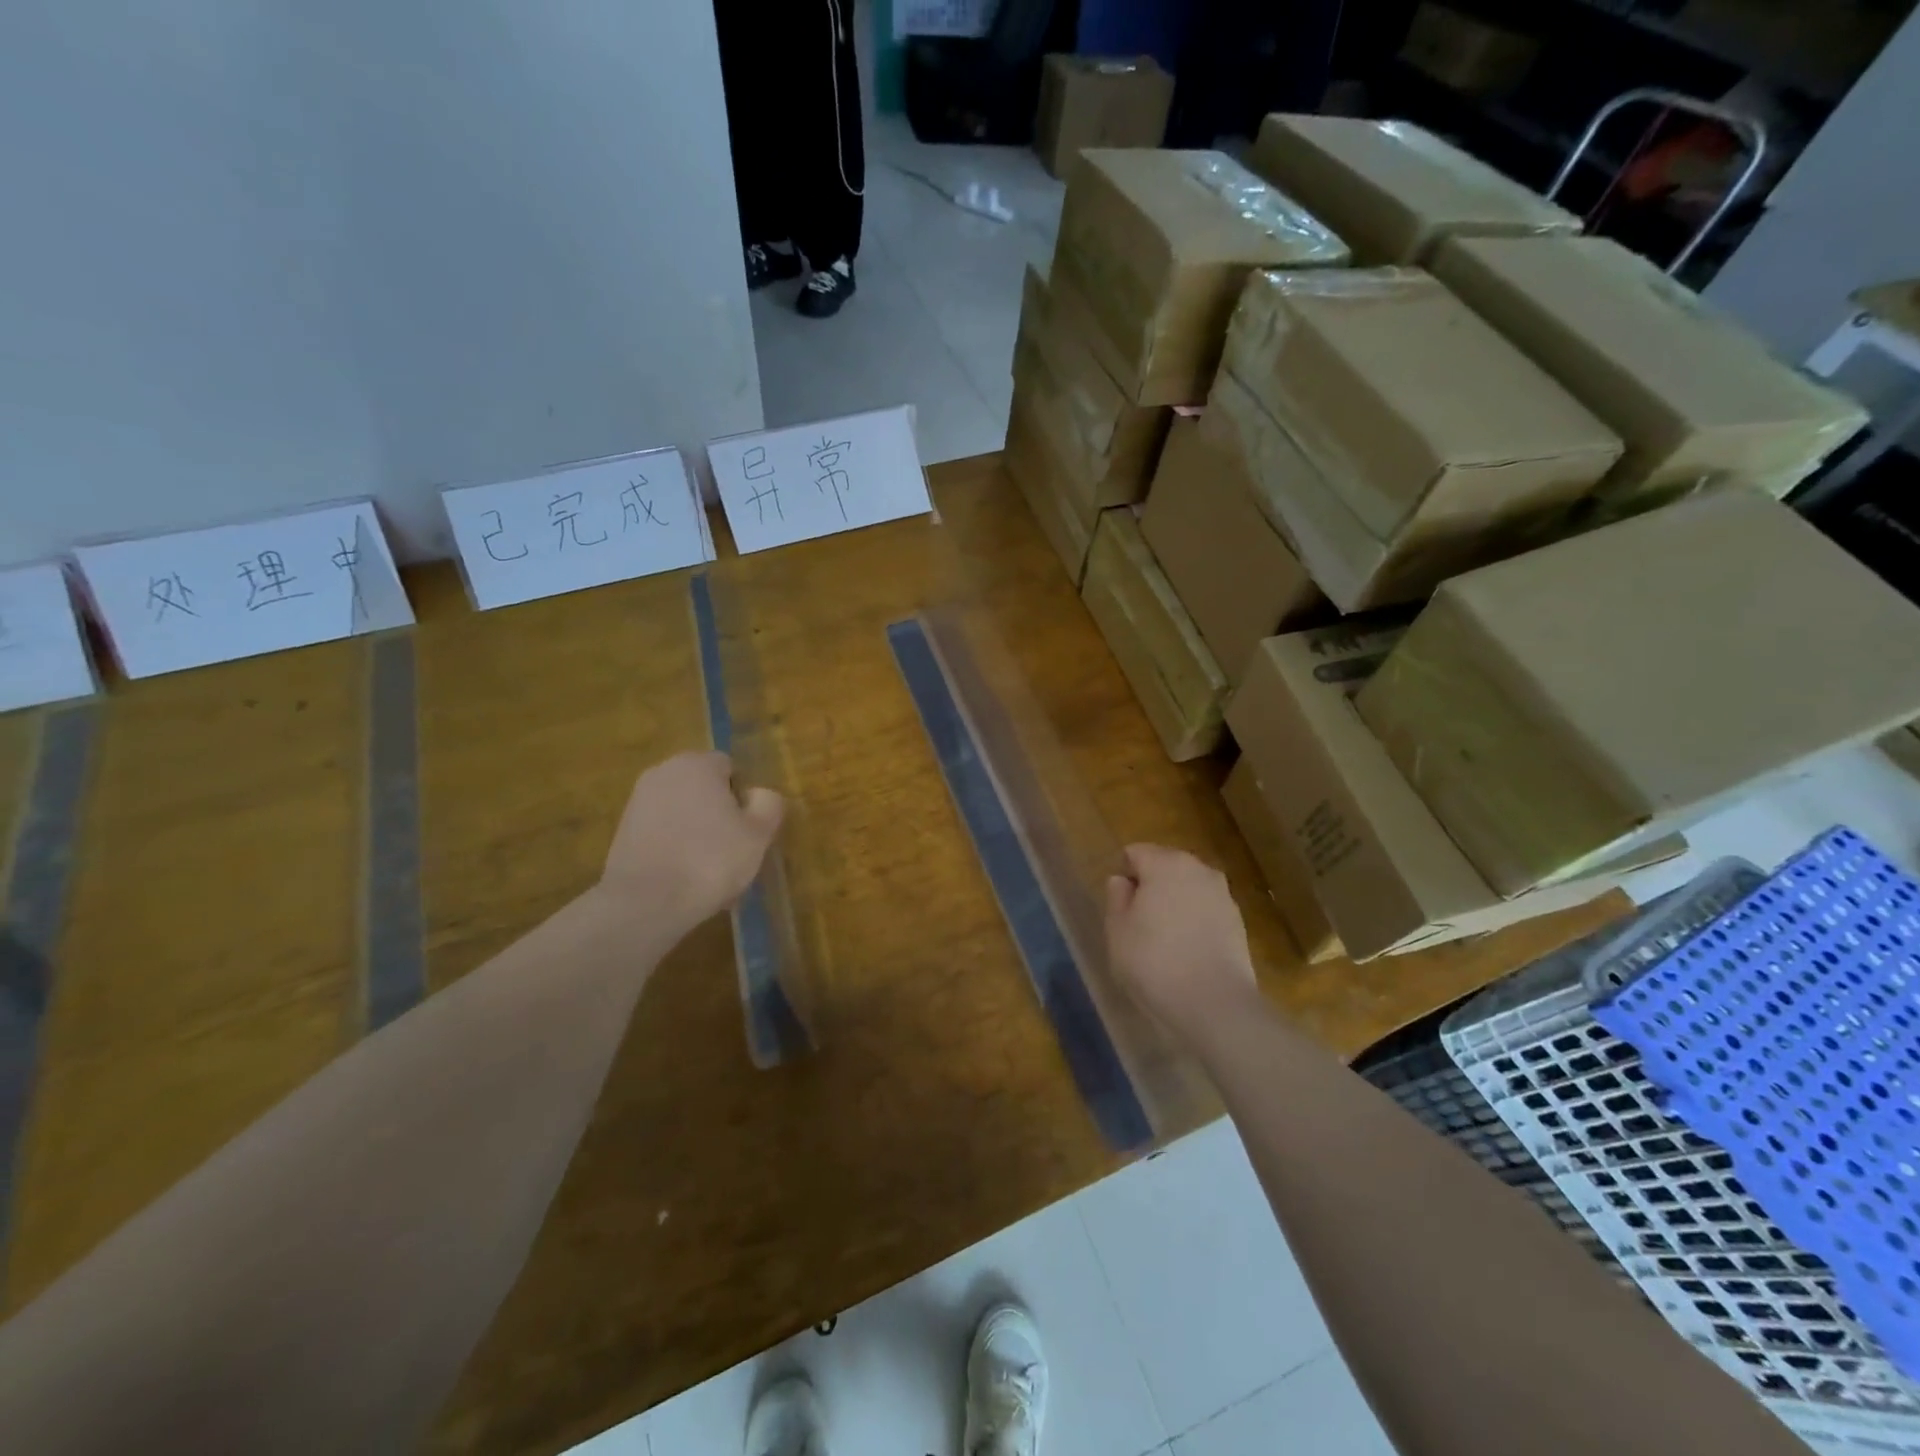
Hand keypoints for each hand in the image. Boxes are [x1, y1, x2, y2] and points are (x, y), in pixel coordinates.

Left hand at [598, 752, 784, 932]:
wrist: (645, 903)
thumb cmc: (710, 860)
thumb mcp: (759, 833)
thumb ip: (768, 803)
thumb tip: (758, 794)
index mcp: (697, 764)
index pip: (730, 769)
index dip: (743, 798)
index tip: (748, 829)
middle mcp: (663, 772)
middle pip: (704, 789)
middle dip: (719, 814)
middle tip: (733, 851)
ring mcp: (638, 802)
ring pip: (683, 813)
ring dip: (697, 833)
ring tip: (708, 871)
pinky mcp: (623, 831)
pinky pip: (662, 833)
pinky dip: (675, 848)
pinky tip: (684, 878)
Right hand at [1105, 844, 1257, 1044]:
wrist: (1214, 1004)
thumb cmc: (1154, 962)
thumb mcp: (1118, 930)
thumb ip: (1116, 897)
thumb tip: (1122, 881)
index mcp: (1165, 864)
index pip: (1135, 853)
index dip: (1124, 876)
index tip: (1120, 908)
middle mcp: (1198, 869)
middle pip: (1165, 865)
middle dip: (1151, 885)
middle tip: (1139, 922)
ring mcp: (1223, 895)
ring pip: (1188, 888)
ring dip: (1175, 902)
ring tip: (1164, 938)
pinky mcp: (1238, 922)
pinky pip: (1206, 910)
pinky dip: (1195, 921)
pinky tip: (1187, 950)